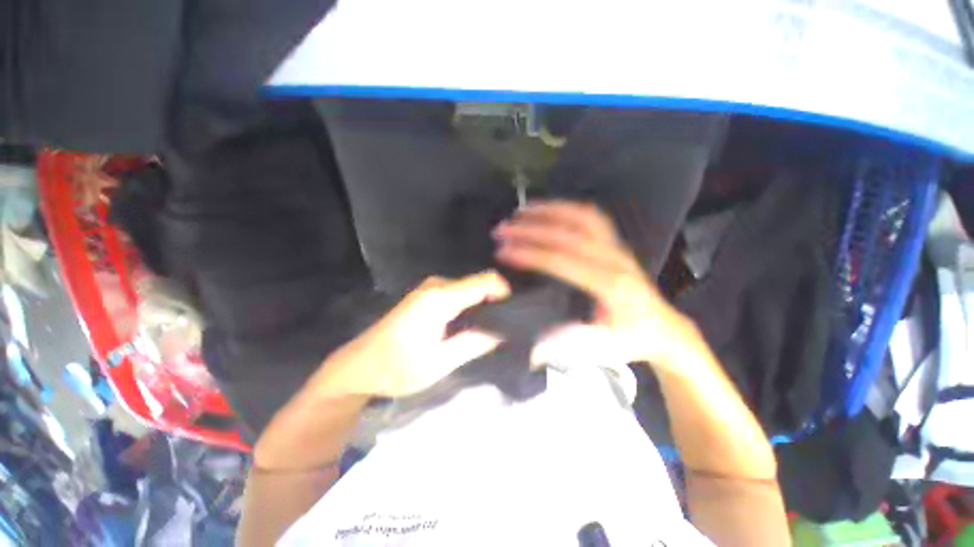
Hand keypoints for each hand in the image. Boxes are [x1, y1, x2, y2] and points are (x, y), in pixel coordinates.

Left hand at [316, 271, 510, 397]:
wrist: (357, 367)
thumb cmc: (396, 367)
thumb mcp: (440, 362)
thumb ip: (475, 343)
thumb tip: (504, 332)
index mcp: (441, 296)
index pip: (487, 281)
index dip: (506, 295)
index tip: (514, 317)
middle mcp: (437, 285)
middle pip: (479, 285)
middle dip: (495, 304)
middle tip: (504, 330)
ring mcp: (430, 289)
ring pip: (470, 291)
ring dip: (483, 308)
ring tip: (489, 332)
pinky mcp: (427, 296)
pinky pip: (459, 295)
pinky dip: (470, 308)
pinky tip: (469, 328)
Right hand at [492, 201, 694, 369]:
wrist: (662, 328)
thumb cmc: (630, 338)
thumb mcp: (602, 348)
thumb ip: (569, 341)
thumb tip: (536, 341)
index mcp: (610, 285)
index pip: (561, 261)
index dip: (530, 254)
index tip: (503, 251)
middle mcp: (614, 259)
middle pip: (567, 234)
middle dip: (530, 229)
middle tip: (502, 229)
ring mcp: (617, 247)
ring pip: (581, 217)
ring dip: (549, 211)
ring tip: (521, 211)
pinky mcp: (616, 243)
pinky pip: (591, 217)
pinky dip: (567, 209)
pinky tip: (548, 209)